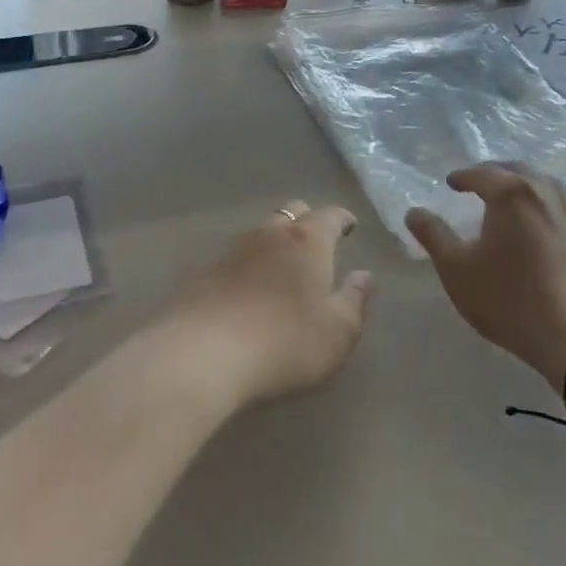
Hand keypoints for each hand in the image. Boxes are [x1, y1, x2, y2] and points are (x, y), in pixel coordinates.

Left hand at [163, 201, 372, 411]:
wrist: (201, 353)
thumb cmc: (284, 342)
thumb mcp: (337, 333)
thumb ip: (354, 301)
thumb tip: (364, 275)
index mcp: (307, 241)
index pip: (329, 216)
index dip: (342, 219)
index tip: (349, 225)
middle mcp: (269, 234)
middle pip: (292, 212)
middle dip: (307, 220)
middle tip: (317, 241)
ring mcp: (231, 250)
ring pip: (259, 232)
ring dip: (274, 241)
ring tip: (281, 264)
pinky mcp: (203, 272)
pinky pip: (233, 258)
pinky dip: (246, 265)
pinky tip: (245, 288)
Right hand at [405, 165, 565, 386]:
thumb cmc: (510, 300)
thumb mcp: (457, 270)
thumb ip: (433, 235)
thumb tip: (414, 212)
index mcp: (511, 193)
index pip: (481, 173)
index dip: (462, 177)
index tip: (451, 183)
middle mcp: (545, 192)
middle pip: (517, 170)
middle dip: (495, 174)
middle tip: (479, 185)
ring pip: (546, 185)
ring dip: (524, 186)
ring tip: (512, 201)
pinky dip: (548, 205)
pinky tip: (544, 225)